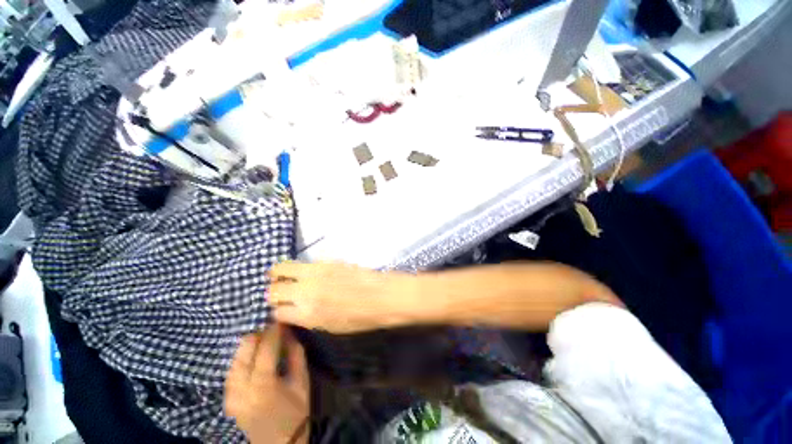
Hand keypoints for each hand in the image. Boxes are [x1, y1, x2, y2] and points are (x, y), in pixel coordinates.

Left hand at [225, 325, 309, 443]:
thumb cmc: (295, 413)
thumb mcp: (302, 382)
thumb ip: (296, 354)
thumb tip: (289, 332)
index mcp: (263, 387)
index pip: (265, 349)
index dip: (273, 331)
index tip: (280, 318)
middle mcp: (241, 389)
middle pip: (244, 350)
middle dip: (259, 334)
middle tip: (273, 327)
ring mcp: (230, 395)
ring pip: (236, 357)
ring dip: (250, 344)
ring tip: (265, 337)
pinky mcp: (227, 398)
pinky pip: (232, 368)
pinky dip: (243, 356)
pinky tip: (254, 353)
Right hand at [268, 262, 417, 333]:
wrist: (382, 295)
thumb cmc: (361, 317)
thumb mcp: (330, 327)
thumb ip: (307, 318)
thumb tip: (292, 310)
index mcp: (308, 314)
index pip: (277, 311)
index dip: (277, 311)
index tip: (280, 309)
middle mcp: (307, 291)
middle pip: (274, 289)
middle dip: (273, 292)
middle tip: (279, 292)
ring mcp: (317, 272)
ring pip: (283, 267)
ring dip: (279, 273)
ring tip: (281, 276)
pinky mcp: (327, 261)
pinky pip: (305, 263)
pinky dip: (300, 267)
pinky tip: (306, 271)